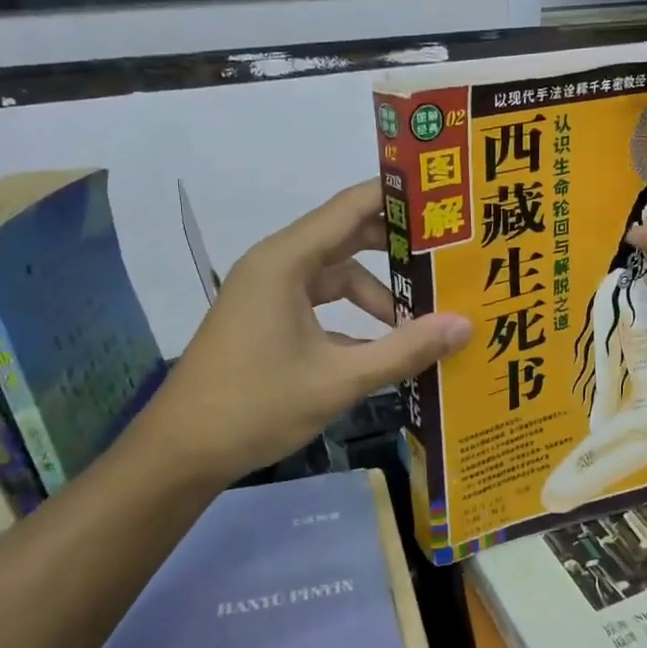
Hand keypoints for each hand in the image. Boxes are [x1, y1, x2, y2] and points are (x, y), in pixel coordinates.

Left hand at [138, 182, 471, 486]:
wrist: (181, 452)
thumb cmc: (256, 405)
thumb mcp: (339, 379)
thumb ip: (404, 350)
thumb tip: (465, 325)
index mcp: (286, 261)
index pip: (350, 207)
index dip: (397, 197)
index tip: (442, 194)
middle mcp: (276, 264)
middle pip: (345, 236)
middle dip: (395, 245)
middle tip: (447, 252)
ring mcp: (268, 293)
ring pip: (335, 274)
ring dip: (375, 291)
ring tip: (422, 313)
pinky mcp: (266, 319)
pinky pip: (320, 301)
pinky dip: (352, 315)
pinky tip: (383, 344)